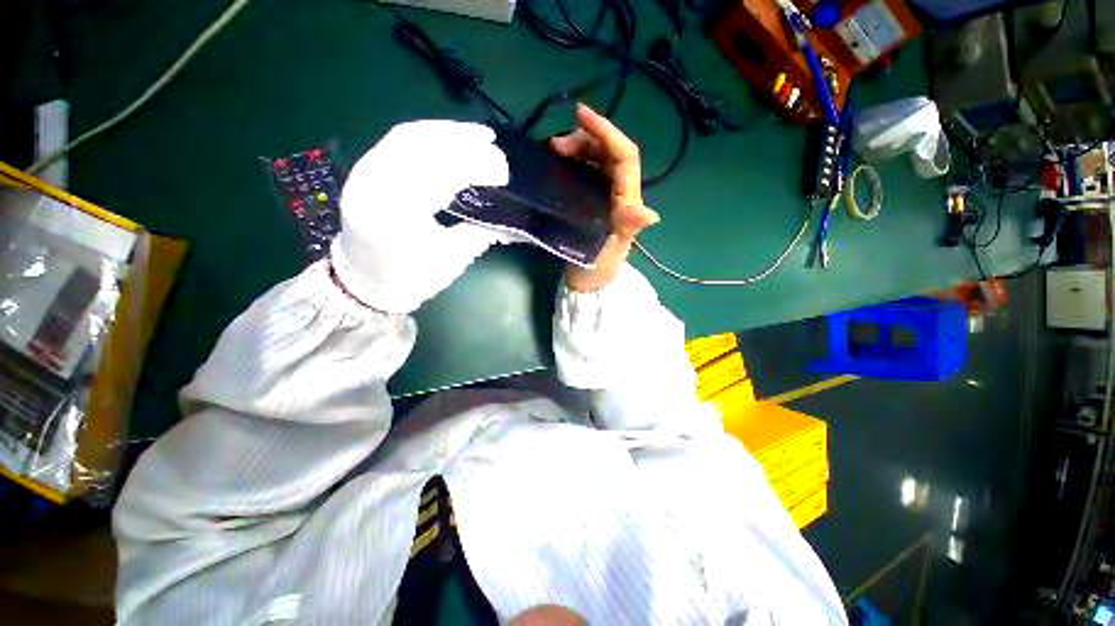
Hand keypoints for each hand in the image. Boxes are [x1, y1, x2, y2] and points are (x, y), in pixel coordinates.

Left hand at [331, 121, 508, 312]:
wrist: (365, 283)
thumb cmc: (411, 277)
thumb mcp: (451, 259)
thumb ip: (481, 234)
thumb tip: (514, 223)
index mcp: (396, 212)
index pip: (438, 174)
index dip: (473, 166)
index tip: (502, 170)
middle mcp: (373, 182)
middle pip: (420, 144)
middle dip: (461, 140)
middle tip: (492, 142)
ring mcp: (364, 171)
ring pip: (407, 136)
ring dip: (446, 132)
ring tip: (476, 135)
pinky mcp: (366, 169)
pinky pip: (398, 142)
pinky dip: (428, 136)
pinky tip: (449, 139)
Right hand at [550, 104, 659, 292]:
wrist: (588, 283)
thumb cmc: (599, 268)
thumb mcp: (612, 250)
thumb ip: (626, 229)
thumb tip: (650, 214)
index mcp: (627, 201)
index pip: (624, 157)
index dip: (607, 132)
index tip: (580, 114)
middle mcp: (620, 193)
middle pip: (611, 152)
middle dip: (587, 139)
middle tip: (557, 146)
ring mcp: (606, 195)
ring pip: (598, 158)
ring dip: (578, 147)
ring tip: (554, 151)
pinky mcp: (593, 200)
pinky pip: (587, 171)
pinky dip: (574, 160)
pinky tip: (559, 162)